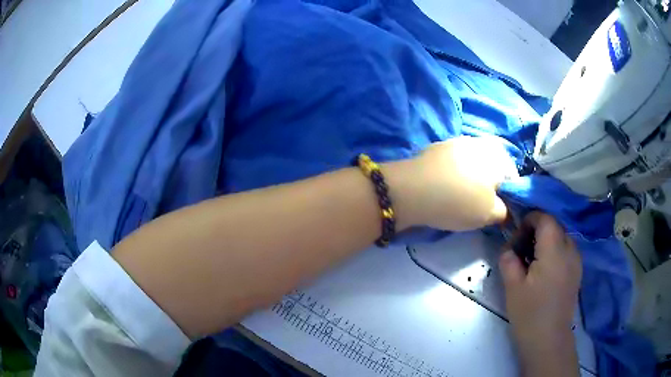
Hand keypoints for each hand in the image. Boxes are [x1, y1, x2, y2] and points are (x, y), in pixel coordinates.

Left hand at [385, 136, 517, 230]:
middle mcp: (479, 142)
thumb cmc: (459, 201)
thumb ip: (504, 211)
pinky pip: (453, 161)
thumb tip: (504, 208)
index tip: (499, 207)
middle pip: (493, 164)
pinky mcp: (436, 147)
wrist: (413, 190)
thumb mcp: (489, 214)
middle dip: (490, 183)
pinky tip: (446, 186)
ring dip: (472, 176)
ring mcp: (456, 142)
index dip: (509, 193)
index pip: (512, 174)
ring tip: (462, 195)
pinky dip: (454, 172)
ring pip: (473, 161)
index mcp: (498, 155)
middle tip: (481, 202)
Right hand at [499, 212, 581, 376]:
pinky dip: (553, 252)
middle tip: (519, 252)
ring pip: (560, 237)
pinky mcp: (577, 272)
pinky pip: (566, 250)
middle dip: (535, 231)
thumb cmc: (530, 314)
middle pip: (553, 226)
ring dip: (545, 242)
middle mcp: (570, 249)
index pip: (544, 218)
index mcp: (555, 250)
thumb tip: (508, 249)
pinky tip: (542, 271)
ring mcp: (576, 261)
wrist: (548, 340)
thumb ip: (509, 260)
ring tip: (530, 262)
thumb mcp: (513, 287)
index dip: (528, 220)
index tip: (515, 238)